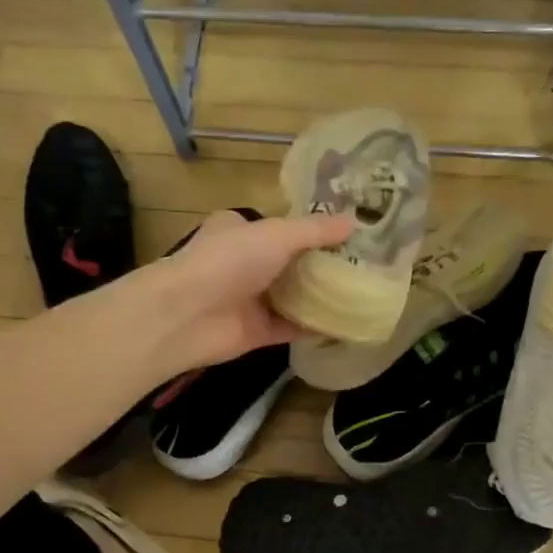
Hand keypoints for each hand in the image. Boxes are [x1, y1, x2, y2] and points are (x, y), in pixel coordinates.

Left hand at [134, 210, 354, 372]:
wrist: (187, 315)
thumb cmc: (229, 260)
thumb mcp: (277, 234)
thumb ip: (316, 231)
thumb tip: (355, 221)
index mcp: (240, 230)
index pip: (280, 227)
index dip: (312, 230)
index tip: (349, 234)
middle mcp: (243, 263)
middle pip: (290, 263)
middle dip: (322, 265)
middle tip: (365, 265)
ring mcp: (249, 299)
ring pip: (292, 296)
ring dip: (321, 296)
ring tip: (363, 292)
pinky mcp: (256, 331)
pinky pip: (292, 327)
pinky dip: (315, 326)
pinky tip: (346, 323)